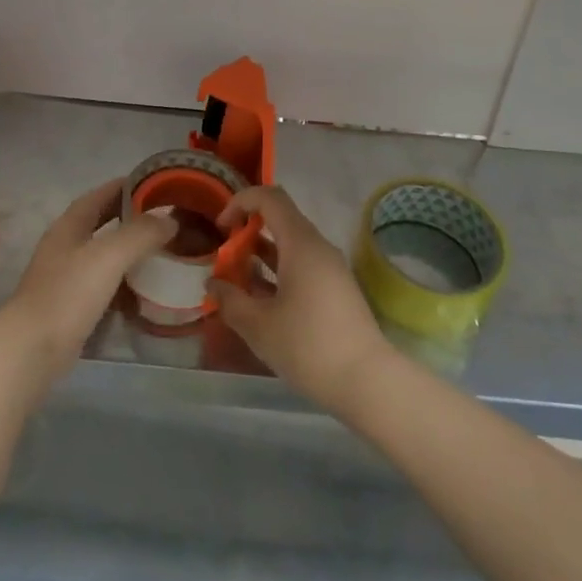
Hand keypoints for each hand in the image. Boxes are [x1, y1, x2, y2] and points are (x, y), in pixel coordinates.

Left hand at [0, 179, 174, 374]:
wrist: (33, 350)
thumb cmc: (68, 293)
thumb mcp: (109, 256)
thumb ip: (141, 233)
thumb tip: (170, 218)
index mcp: (69, 226)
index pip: (99, 195)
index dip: (125, 186)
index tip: (154, 184)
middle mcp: (65, 247)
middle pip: (101, 224)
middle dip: (130, 219)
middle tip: (163, 219)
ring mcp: (66, 278)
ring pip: (103, 256)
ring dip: (129, 252)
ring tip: (161, 252)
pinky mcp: (71, 307)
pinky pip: (103, 286)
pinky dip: (123, 284)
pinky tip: (143, 291)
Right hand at [207, 185, 394, 414]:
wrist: (368, 383)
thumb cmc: (308, 346)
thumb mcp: (258, 326)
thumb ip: (230, 300)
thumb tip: (214, 284)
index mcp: (301, 243)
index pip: (270, 197)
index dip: (240, 202)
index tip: (221, 228)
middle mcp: (318, 247)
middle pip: (279, 221)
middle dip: (247, 235)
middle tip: (226, 262)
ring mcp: (330, 269)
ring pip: (290, 247)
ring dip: (261, 258)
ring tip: (237, 284)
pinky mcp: (335, 290)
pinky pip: (301, 267)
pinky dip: (278, 274)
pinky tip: (262, 304)